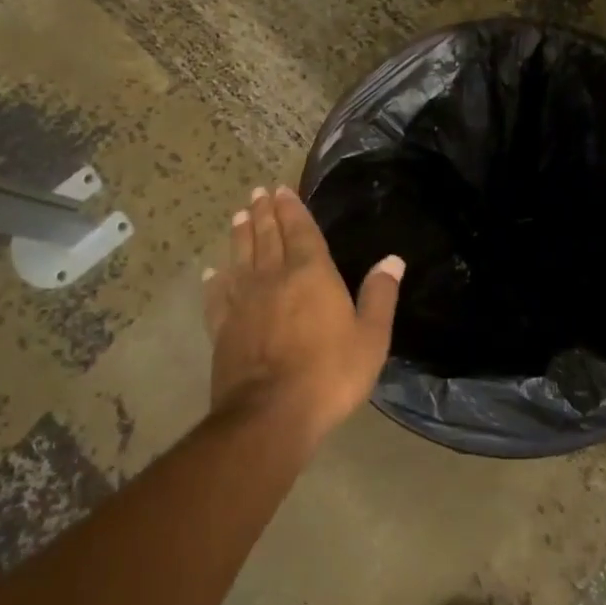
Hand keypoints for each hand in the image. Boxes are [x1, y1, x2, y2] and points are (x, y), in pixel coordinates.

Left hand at [203, 184, 402, 446]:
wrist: (269, 415)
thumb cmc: (329, 374)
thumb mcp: (371, 338)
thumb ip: (380, 296)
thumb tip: (392, 260)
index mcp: (311, 274)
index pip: (300, 231)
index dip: (292, 209)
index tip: (281, 190)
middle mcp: (273, 277)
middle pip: (267, 237)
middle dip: (264, 213)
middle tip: (258, 193)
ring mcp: (243, 301)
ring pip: (240, 257)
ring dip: (240, 235)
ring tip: (238, 216)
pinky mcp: (222, 327)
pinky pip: (217, 294)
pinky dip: (215, 279)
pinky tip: (212, 271)